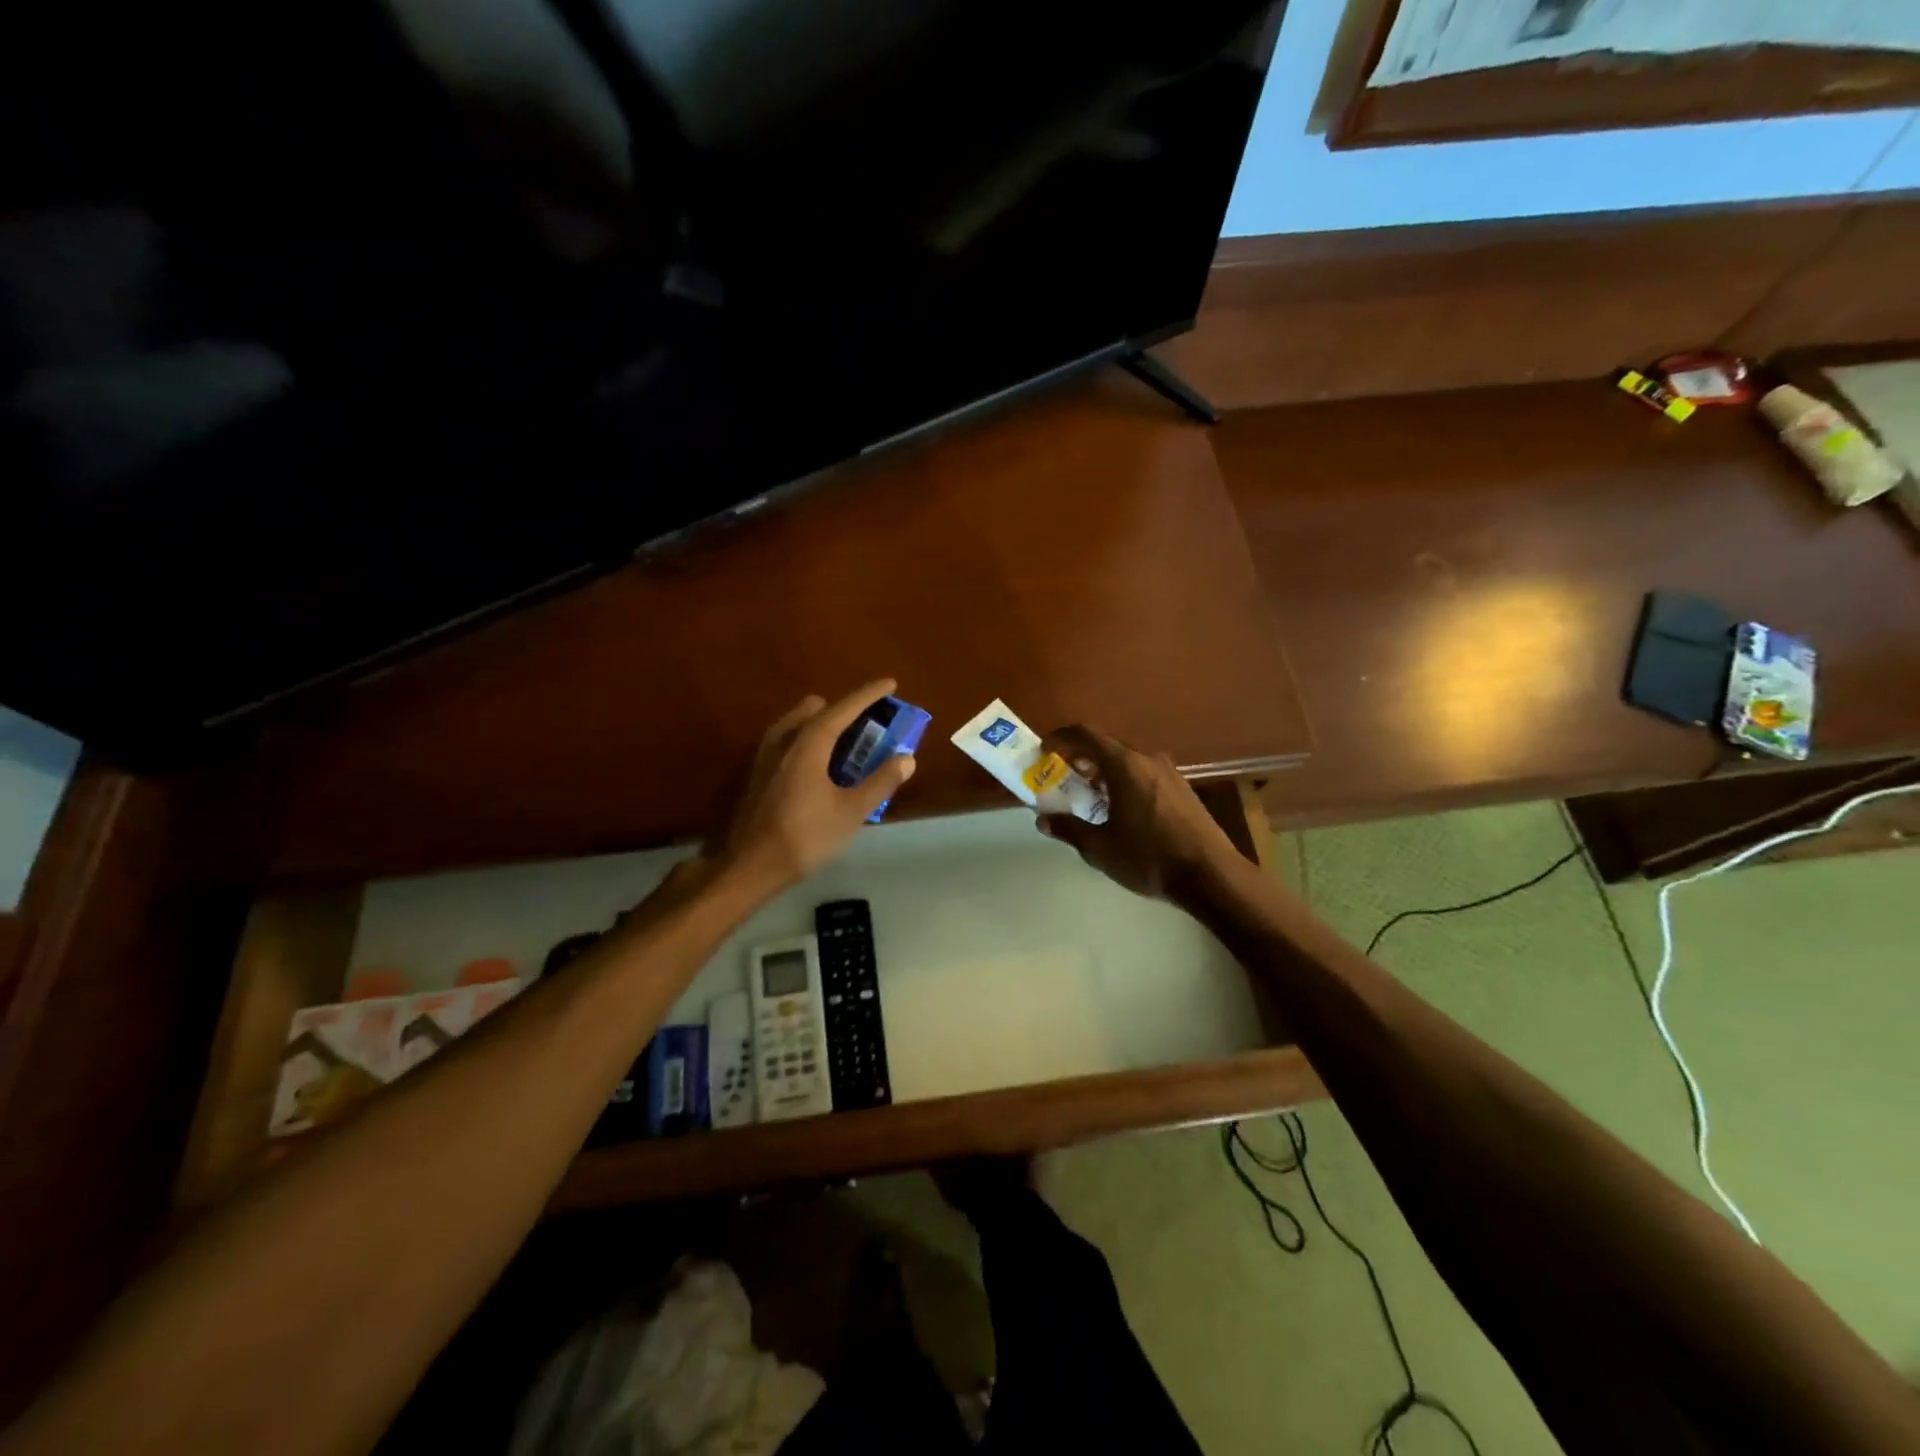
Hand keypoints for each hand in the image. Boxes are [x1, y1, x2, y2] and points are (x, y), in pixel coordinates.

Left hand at [713, 679, 916, 896]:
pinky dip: (807, 742)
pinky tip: (819, 769)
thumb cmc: (806, 836)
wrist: (749, 866)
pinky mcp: (756, 772)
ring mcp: (765, 755)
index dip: (869, 694)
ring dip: (823, 725)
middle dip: (843, 709)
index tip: (890, 683)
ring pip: (797, 724)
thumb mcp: (851, 812)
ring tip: (846, 747)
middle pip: (816, 709)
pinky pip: (787, 741)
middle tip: (868, 725)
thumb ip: (880, 781)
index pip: (843, 708)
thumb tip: (906, 758)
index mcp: (809, 743)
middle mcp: (784, 739)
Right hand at [1034, 724, 1238, 902]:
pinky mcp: (1183, 789)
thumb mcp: (1100, 848)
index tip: (1044, 752)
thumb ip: (1069, 828)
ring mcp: (1169, 773)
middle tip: (1063, 780)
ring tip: (1089, 798)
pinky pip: (1145, 774)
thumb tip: (1042, 819)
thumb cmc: (1149, 858)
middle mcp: (1147, 759)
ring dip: (1104, 772)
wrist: (1211, 875)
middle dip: (1081, 759)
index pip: (1085, 735)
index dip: (1060, 739)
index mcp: (1124, 765)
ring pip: (1128, 761)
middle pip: (1106, 746)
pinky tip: (1121, 811)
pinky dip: (1125, 782)